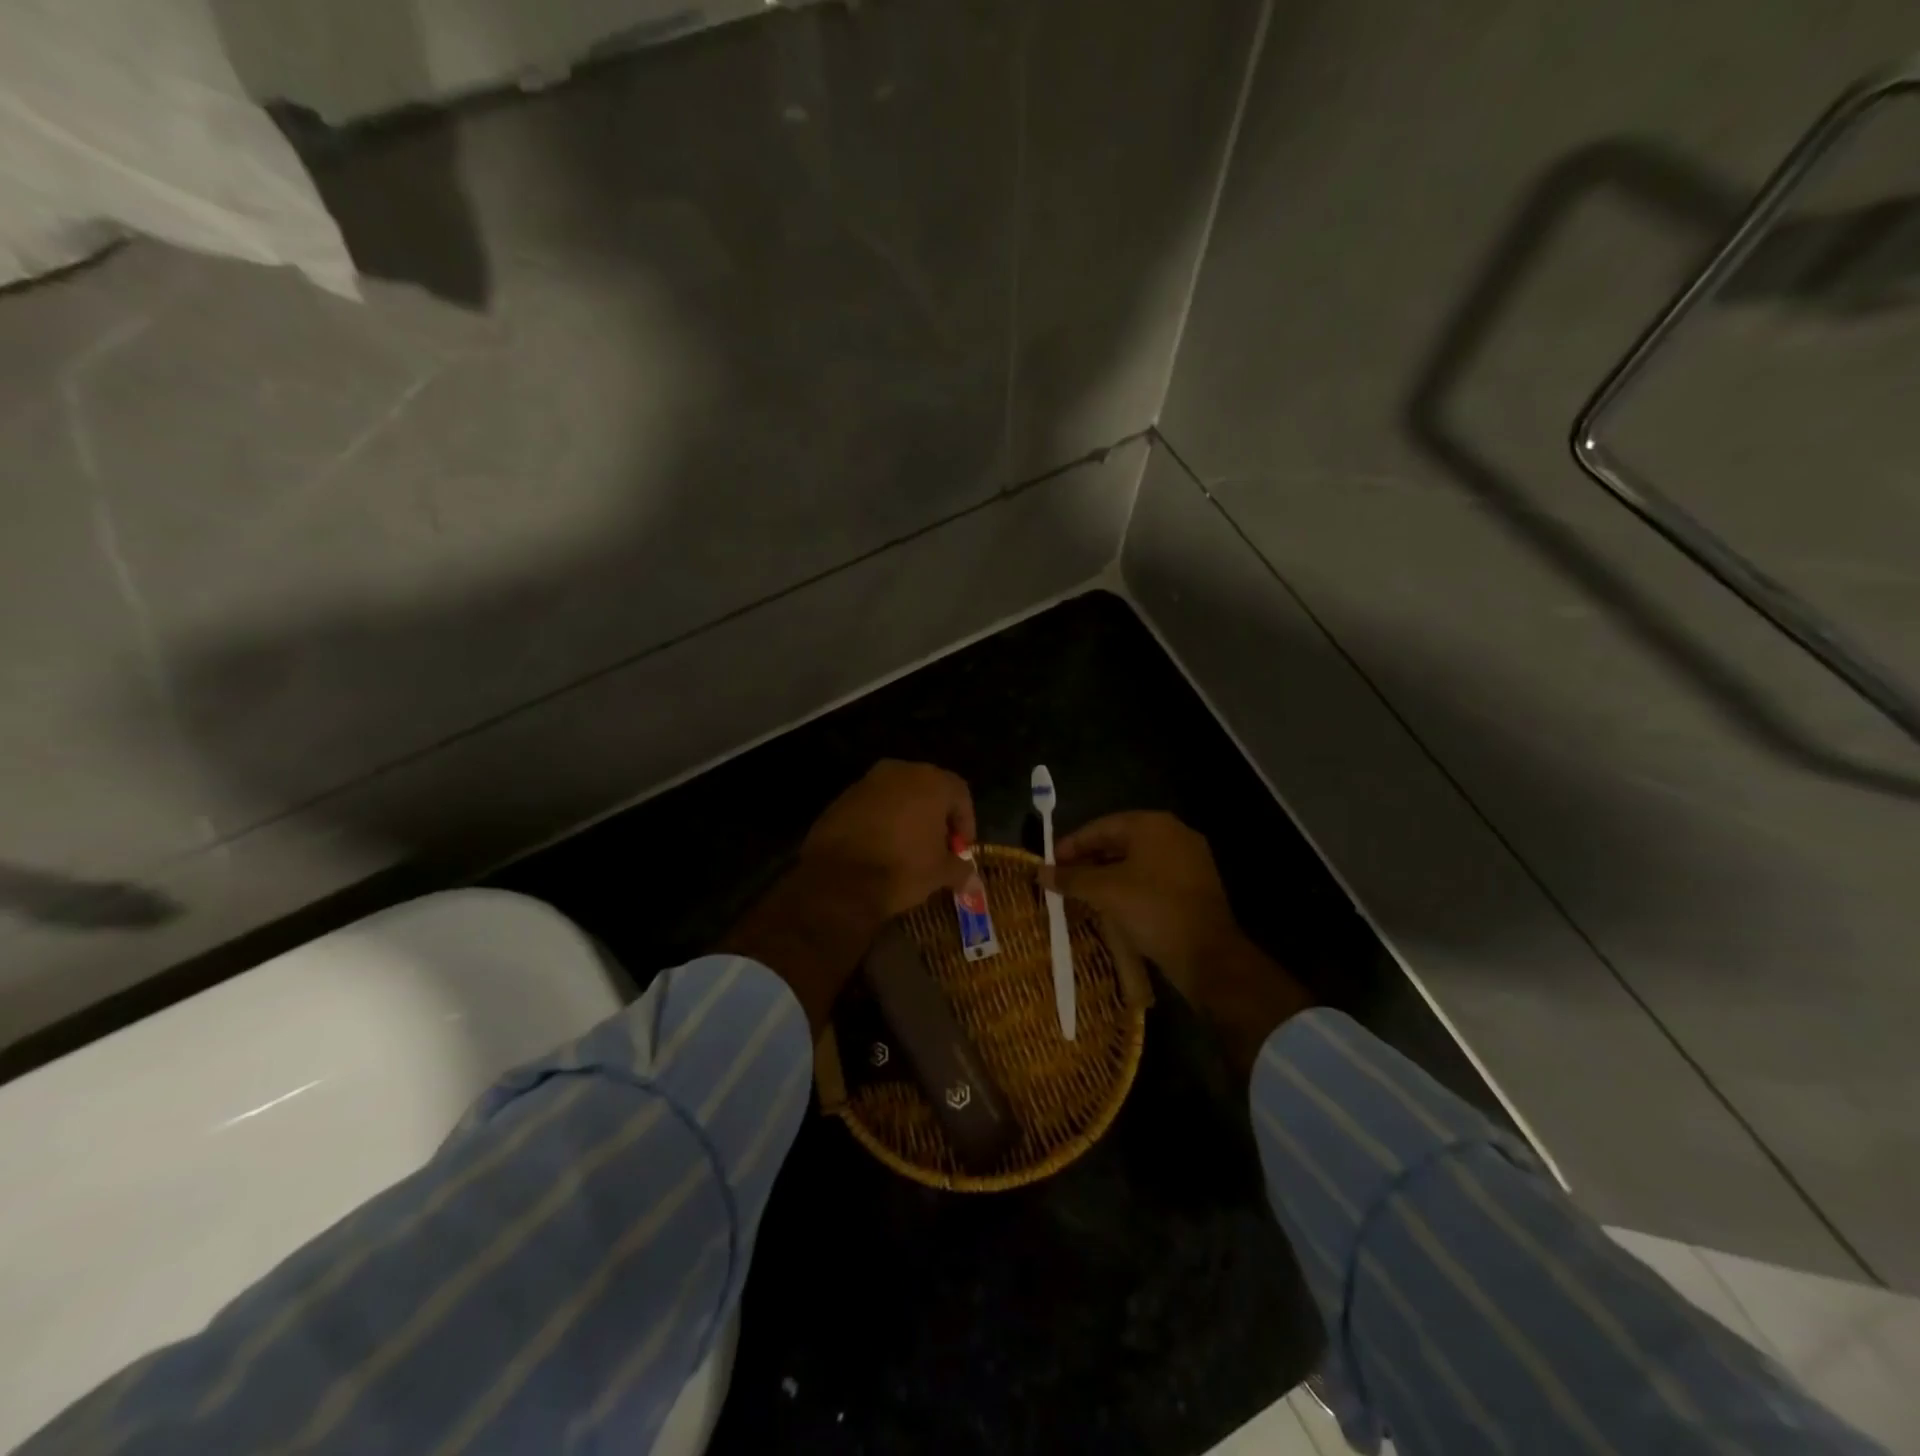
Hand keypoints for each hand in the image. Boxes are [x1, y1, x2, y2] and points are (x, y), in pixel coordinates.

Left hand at [800, 759, 976, 919]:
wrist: (839, 878)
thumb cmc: (902, 868)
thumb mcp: (940, 874)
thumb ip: (960, 870)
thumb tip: (972, 880)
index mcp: (932, 782)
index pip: (960, 794)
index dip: (966, 823)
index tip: (961, 850)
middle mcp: (901, 771)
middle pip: (929, 790)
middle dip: (936, 818)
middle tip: (938, 848)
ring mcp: (868, 781)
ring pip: (899, 796)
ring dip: (908, 817)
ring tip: (908, 850)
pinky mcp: (843, 797)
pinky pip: (874, 806)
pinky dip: (882, 821)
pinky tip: (880, 848)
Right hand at [1039, 811, 1310, 1075]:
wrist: (1208, 955)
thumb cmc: (1153, 910)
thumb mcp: (1105, 892)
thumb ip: (1071, 878)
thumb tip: (1040, 872)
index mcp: (1152, 825)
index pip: (1101, 827)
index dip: (1071, 844)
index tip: (1049, 863)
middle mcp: (1173, 834)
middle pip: (1119, 841)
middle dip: (1088, 859)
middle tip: (1063, 878)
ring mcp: (1189, 860)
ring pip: (1136, 861)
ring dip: (1107, 874)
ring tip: (1082, 893)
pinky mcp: (1195, 886)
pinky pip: (1152, 877)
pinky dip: (1129, 886)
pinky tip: (1111, 904)